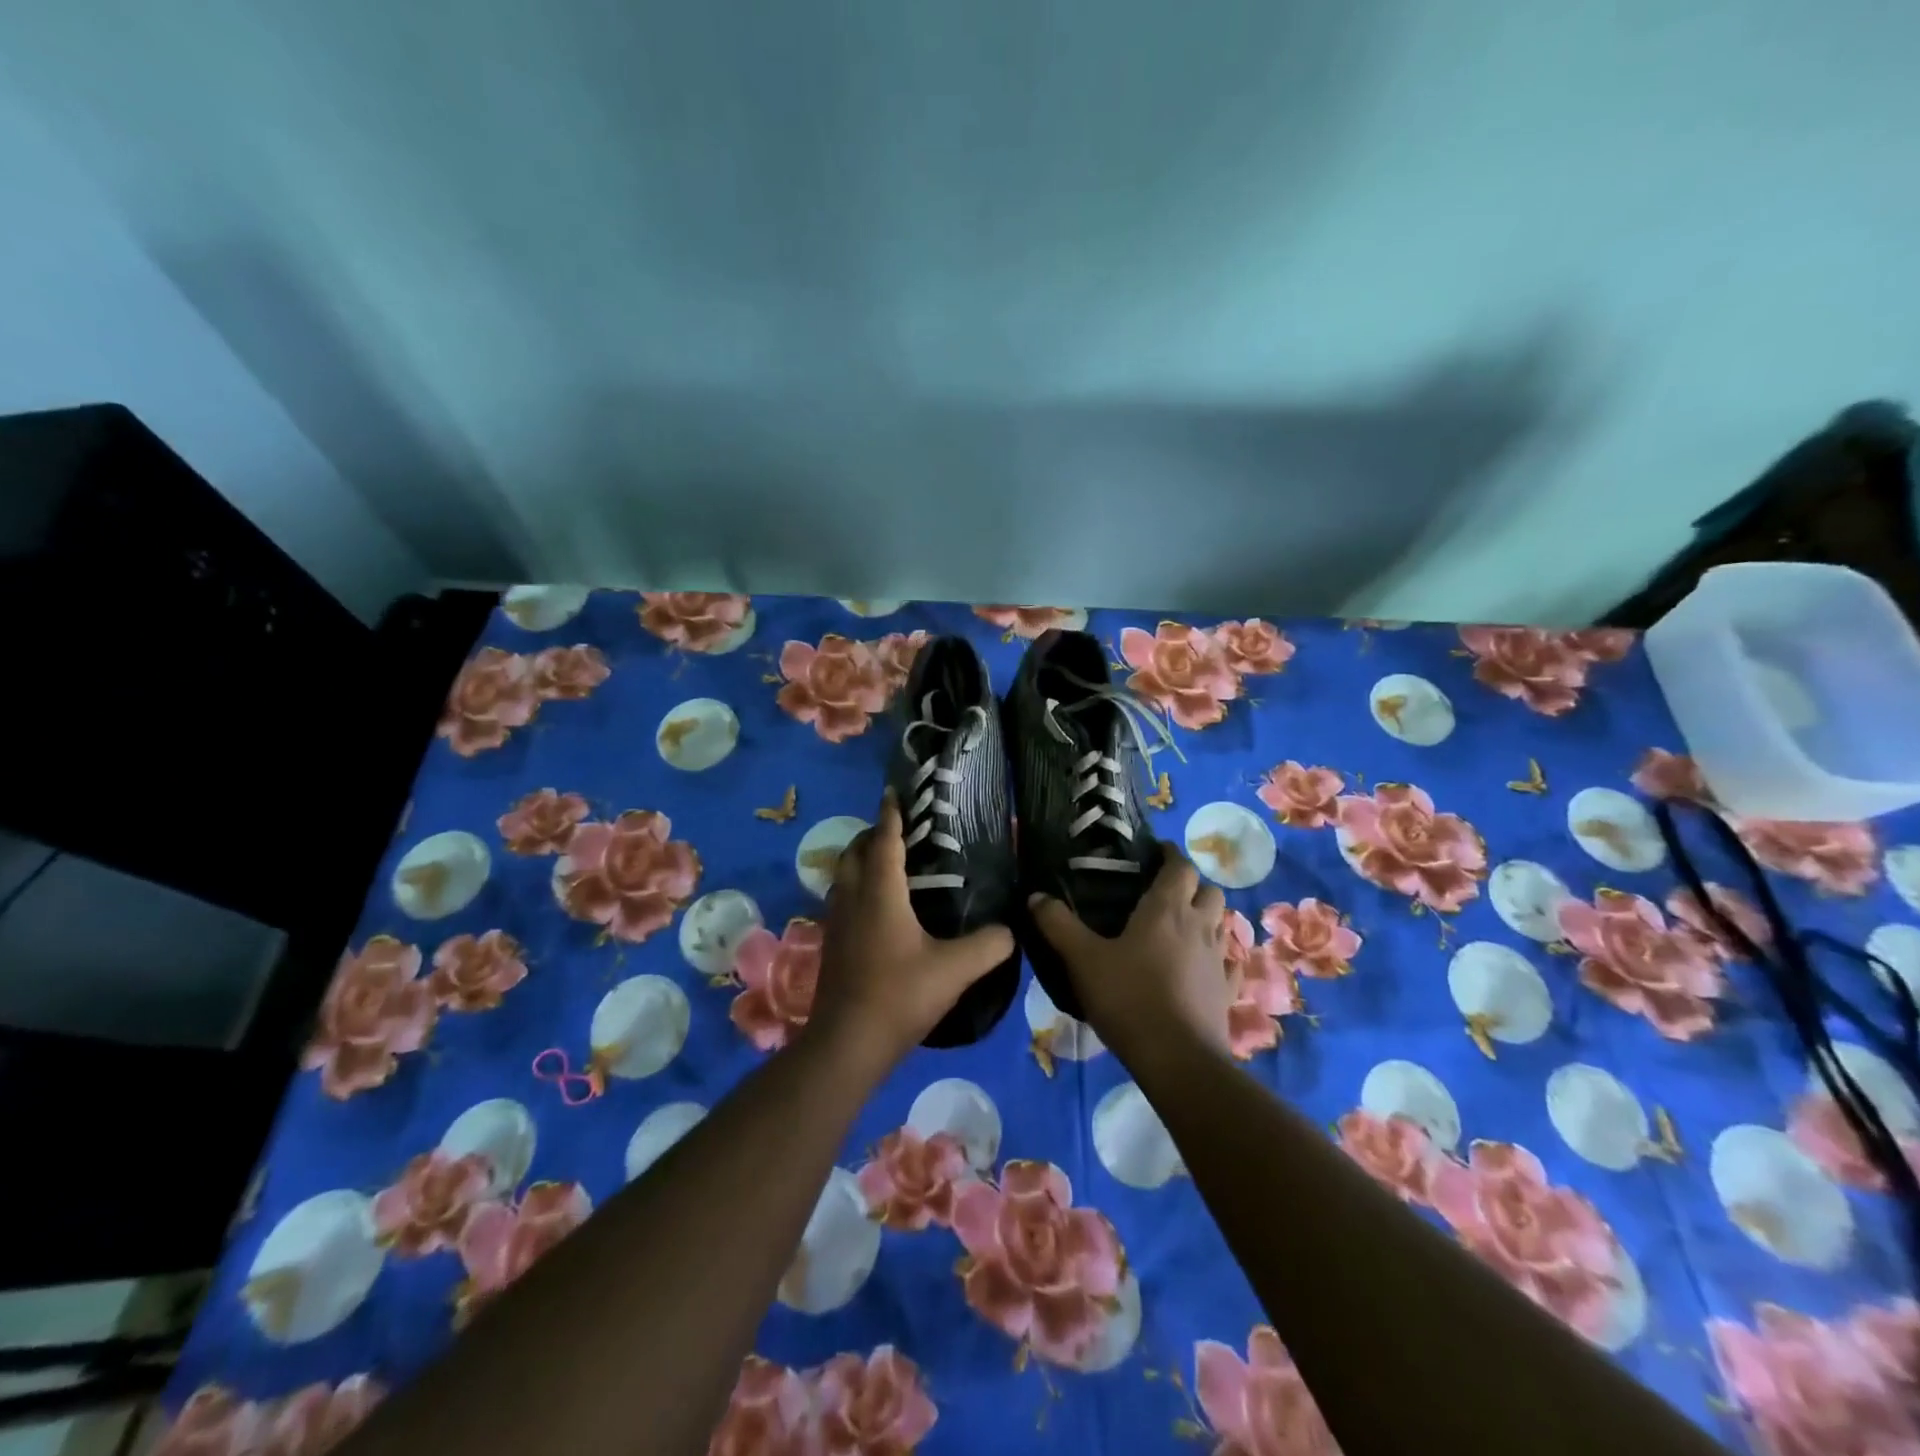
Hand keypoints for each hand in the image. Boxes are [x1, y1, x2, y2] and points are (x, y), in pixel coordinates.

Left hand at [807, 791, 1015, 1072]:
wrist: (846, 1044)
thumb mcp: (954, 971)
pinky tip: (879, 907)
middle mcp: (852, 898)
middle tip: (901, 830)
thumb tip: (1010, 930)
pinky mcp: (831, 943)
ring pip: (843, 875)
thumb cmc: (899, 996)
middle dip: (874, 834)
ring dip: (861, 860)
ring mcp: (836, 921)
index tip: (895, 791)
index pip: (884, 840)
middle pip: (855, 851)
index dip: (891, 813)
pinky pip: (842, 898)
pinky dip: (857, 886)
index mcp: (880, 893)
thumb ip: (988, 946)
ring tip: (890, 862)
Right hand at [1029, 846, 1231, 1064]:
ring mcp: (1218, 960)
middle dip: (1191, 886)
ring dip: (1206, 918)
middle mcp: (1199, 927)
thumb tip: (1035, 896)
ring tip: (1181, 928)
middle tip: (1164, 893)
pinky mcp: (1227, 992)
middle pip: (1209, 891)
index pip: (1180, 866)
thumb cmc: (1129, 998)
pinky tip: (1203, 967)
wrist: (1177, 1059)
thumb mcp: (1082, 959)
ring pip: (1222, 924)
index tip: (1154, 853)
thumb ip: (1057, 925)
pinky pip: (1229, 964)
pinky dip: (1219, 957)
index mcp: (1167, 910)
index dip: (1170, 855)